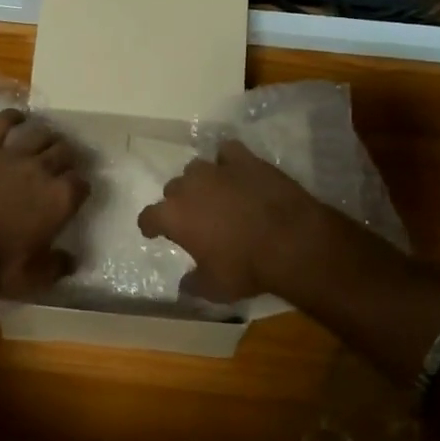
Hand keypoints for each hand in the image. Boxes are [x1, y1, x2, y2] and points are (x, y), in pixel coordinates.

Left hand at [0, 110, 88, 296]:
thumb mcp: (35, 278)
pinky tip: (18, 117)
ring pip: (40, 133)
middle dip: (68, 156)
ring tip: (47, 139)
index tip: (76, 192)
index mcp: (61, 199)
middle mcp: (43, 170)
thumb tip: (73, 260)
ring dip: (48, 135)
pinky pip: (2, 122)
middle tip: (64, 162)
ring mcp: (13, 155)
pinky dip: (12, 116)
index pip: (82, 183)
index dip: (80, 187)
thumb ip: (58, 266)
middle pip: (66, 151)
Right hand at [137, 140, 344, 303]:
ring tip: (215, 195)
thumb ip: (194, 283)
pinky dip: (228, 161)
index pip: (148, 217)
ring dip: (201, 182)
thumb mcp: (215, 288)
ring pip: (196, 169)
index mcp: (173, 216)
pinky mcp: (244, 159)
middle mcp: (188, 186)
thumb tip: (184, 285)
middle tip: (194, 218)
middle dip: (179, 203)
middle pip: (173, 189)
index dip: (151, 226)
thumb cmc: (246, 267)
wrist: (291, 240)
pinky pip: (227, 152)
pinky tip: (236, 172)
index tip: (155, 232)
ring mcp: (216, 169)